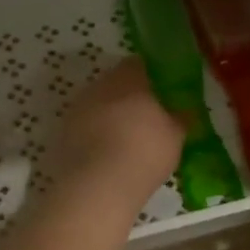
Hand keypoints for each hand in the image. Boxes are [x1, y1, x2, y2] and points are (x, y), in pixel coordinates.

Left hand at [50, 60, 183, 210]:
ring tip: (127, 138)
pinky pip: (85, 127)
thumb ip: (180, 119)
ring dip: (110, 116)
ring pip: (98, 104)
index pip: (138, 64)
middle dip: (129, 96)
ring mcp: (77, 109)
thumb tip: (186, 111)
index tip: (162, 91)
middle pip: (115, 83)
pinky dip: (96, 135)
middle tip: (147, 116)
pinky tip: (108, 154)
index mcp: (128, 79)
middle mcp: (99, 86)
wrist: (98, 185)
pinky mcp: (63, 133)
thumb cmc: (145, 151)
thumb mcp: (175, 136)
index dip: (150, 75)